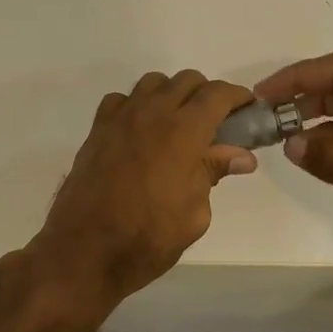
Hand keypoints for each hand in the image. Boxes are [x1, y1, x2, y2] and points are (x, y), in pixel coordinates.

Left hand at [30, 71, 257, 310]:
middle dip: (207, 95)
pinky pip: (121, 100)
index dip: (237, 96)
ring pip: (153, 83)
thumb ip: (213, 173)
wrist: (84, 251)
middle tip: (216, 124)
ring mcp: (120, 119)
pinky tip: (141, 133)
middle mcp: (152, 114)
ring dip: (172, 95)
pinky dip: (137, 106)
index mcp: (183, 132)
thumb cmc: (147, 238)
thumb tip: (240, 156)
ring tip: (178, 125)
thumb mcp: (194, 213)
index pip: (217, 94)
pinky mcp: (97, 130)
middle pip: (186, 80)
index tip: (247, 110)